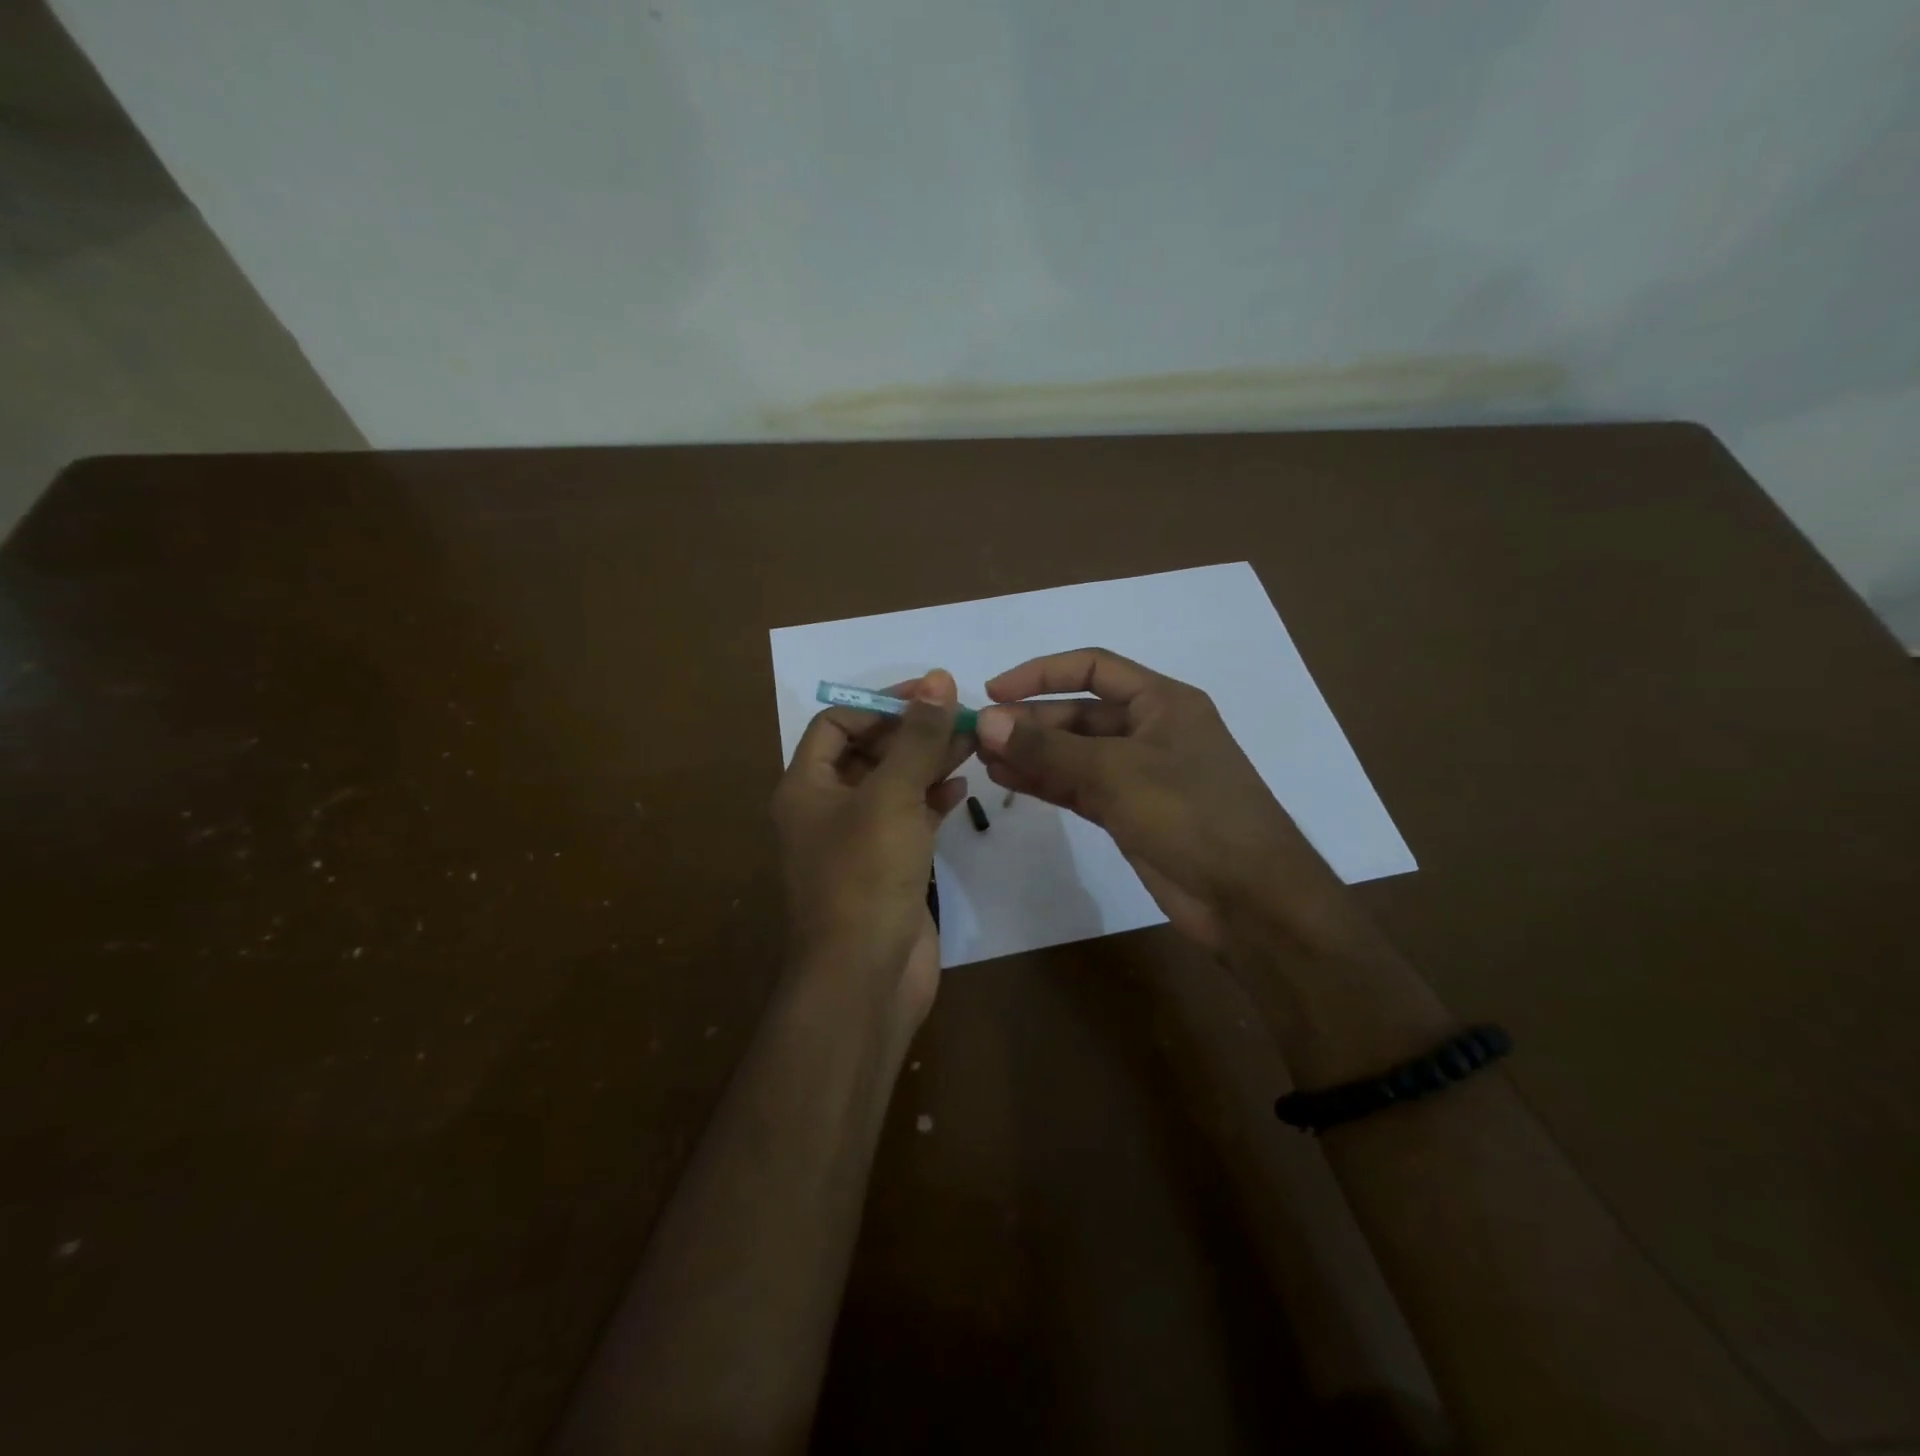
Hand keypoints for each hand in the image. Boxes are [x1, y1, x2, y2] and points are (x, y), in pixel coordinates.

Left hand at [771, 670, 972, 1029]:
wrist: (865, 976)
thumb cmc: (865, 876)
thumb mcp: (891, 796)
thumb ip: (917, 737)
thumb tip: (938, 679)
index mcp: (806, 787)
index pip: (837, 724)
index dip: (880, 704)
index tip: (930, 694)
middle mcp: (826, 810)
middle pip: (869, 753)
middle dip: (913, 732)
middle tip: (962, 715)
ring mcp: (858, 841)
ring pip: (894, 786)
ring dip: (929, 762)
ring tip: (973, 742)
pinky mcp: (887, 867)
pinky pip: (909, 819)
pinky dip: (933, 800)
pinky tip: (963, 788)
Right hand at [974, 648, 1357, 955]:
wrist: (1248, 898)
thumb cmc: (1191, 814)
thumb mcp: (1115, 772)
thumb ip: (1048, 747)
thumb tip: (986, 721)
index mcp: (1162, 701)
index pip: (1093, 668)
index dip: (1041, 673)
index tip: (993, 692)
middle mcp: (1150, 730)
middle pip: (1079, 713)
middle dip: (1030, 720)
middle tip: (978, 735)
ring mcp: (1139, 775)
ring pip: (1075, 753)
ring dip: (1031, 753)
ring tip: (981, 758)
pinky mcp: (1129, 813)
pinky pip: (1078, 787)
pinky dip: (1045, 782)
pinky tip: (1007, 780)